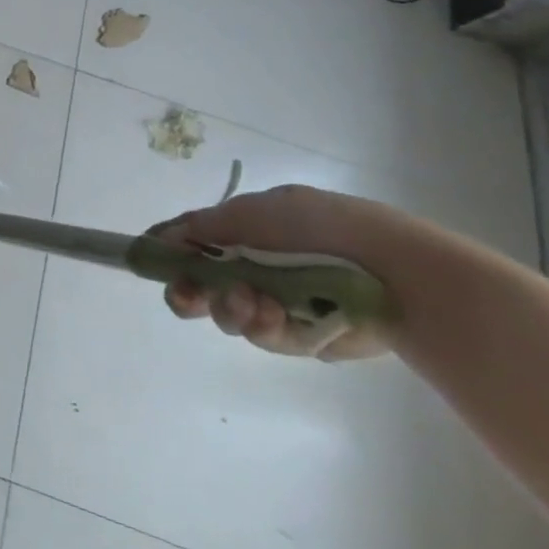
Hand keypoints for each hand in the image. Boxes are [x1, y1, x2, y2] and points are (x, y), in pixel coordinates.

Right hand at [150, 185, 433, 361]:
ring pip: (228, 314)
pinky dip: (265, 327)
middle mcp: (254, 267)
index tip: (149, 261)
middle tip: (188, 294)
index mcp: (243, 232)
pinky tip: (276, 317)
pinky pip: (266, 337)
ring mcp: (277, 303)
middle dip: (189, 291)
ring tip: (252, 302)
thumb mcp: (253, 211)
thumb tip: (161, 238)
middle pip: (200, 286)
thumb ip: (203, 225)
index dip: (167, 254)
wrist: (399, 273)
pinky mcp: (303, 337)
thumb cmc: (323, 228)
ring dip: (231, 308)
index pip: (190, 244)